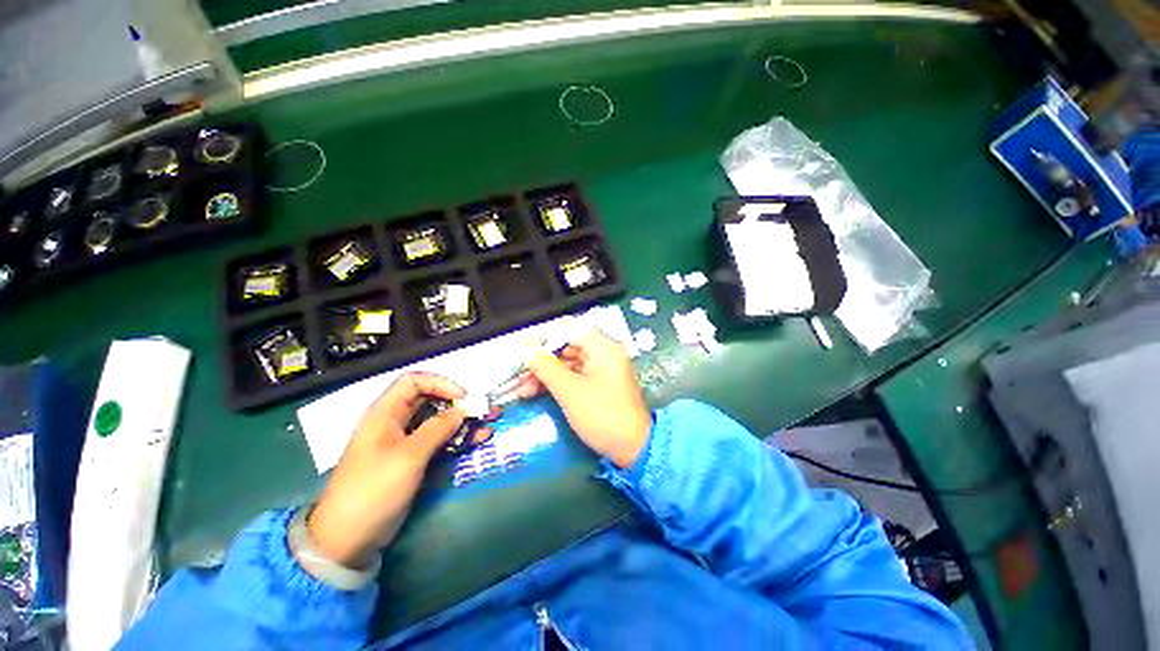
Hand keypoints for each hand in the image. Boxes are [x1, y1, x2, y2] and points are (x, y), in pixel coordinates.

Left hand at [307, 373, 488, 567]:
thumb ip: (437, 429)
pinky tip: (479, 439)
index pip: (414, 382)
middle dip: (460, 403)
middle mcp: (396, 423)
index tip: (463, 397)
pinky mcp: (413, 461)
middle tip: (485, 409)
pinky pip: (439, 442)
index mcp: (385, 414)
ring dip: (464, 421)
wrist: (348, 539)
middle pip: (431, 401)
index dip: (440, 383)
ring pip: (439, 422)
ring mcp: (405, 443)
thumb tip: (461, 410)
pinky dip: (459, 439)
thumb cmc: (374, 490)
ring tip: (489, 422)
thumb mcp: (408, 456)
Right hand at [518, 327, 651, 468]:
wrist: (634, 449)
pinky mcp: (598, 384)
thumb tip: (527, 352)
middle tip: (518, 372)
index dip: (543, 335)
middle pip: (566, 346)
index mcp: (603, 348)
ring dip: (544, 373)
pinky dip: (555, 382)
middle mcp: (603, 353)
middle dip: (540, 359)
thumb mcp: (571, 392)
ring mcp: (601, 369)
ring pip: (567, 362)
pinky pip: (572, 375)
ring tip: (522, 387)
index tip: (522, 347)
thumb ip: (546, 368)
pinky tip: (535, 392)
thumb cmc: (603, 417)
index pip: (569, 329)